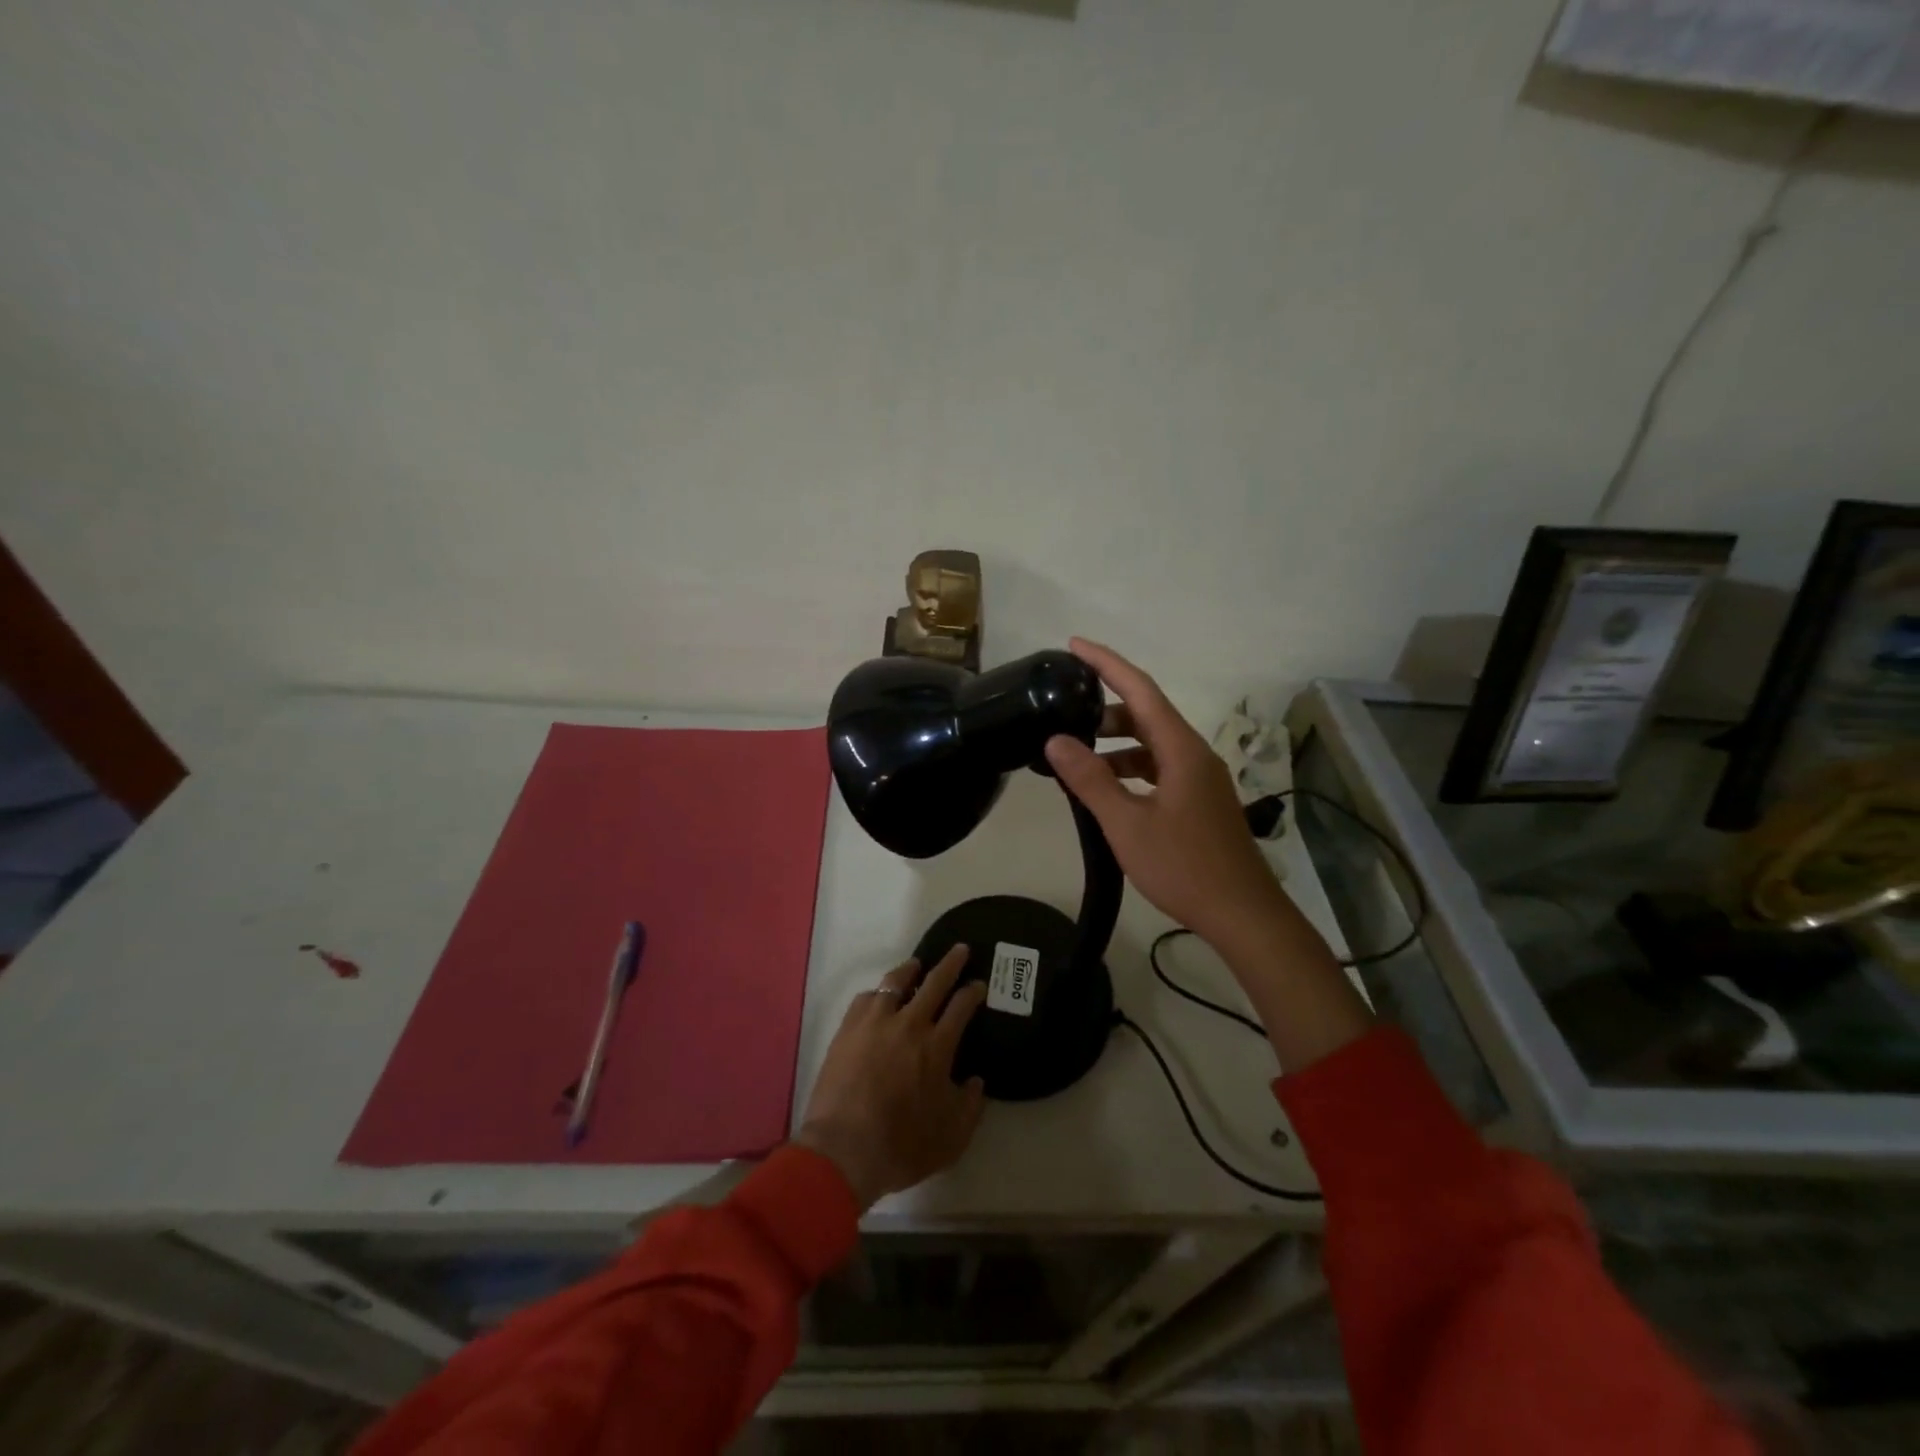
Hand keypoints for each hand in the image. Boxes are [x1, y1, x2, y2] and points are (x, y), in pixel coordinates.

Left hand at [794, 947, 987, 1209]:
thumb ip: (970, 1107)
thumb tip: (975, 1082)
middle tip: (960, 949)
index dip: (973, 991)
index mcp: (937, 1047)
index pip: (961, 1006)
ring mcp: (874, 1023)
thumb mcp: (951, 1139)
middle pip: (934, 982)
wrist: (842, 1151)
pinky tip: (879, 997)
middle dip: (951, 963)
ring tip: (916, 964)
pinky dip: (878, 993)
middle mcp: (909, 1025)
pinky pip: (866, 999)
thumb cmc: (901, 1147)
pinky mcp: (847, 1030)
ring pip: (896, 982)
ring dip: (910, 969)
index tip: (979, 984)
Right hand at [1043, 639, 1286, 953]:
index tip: (1074, 645)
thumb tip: (1055, 740)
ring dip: (1116, 742)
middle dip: (1105, 707)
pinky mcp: (1199, 800)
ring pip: (1152, 744)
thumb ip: (1090, 779)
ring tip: (1076, 753)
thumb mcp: (1127, 824)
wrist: (1242, 914)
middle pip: (1147, 713)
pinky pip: (1159, 768)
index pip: (1140, 689)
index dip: (1107, 663)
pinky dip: (1130, 767)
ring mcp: (1200, 778)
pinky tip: (1107, 787)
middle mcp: (1194, 754)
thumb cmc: (1184, 867)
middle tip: (1063, 710)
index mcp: (1181, 749)